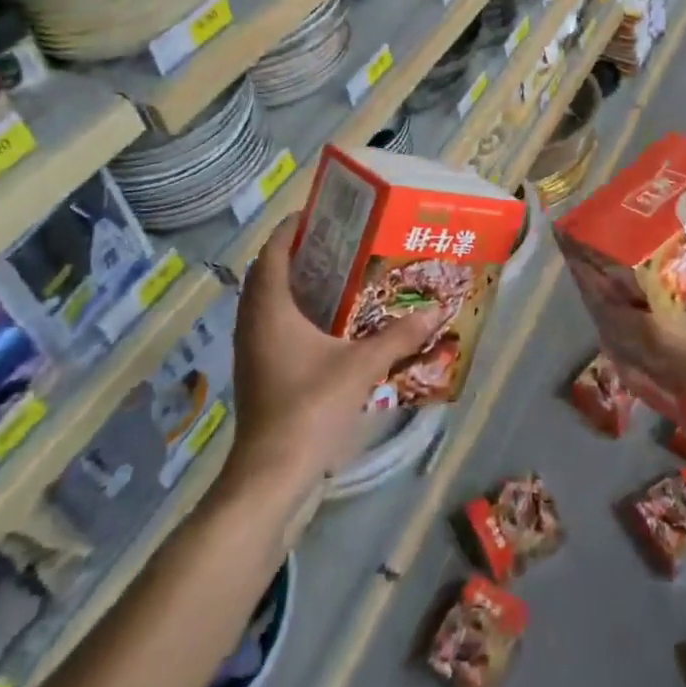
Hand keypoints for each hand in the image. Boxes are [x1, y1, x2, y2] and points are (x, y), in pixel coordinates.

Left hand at [225, 216, 442, 496]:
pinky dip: (291, 311)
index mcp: (270, 310)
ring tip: (333, 274)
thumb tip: (435, 311)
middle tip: (335, 241)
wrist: (270, 474)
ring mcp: (250, 350)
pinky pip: (269, 324)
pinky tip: (324, 321)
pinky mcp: (256, 371)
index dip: (291, 228)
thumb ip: (398, 337)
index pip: (273, 252)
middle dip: (296, 253)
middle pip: (267, 273)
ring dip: (292, 283)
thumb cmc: (310, 408)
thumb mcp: (360, 367)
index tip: (319, 212)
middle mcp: (253, 323)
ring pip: (266, 300)